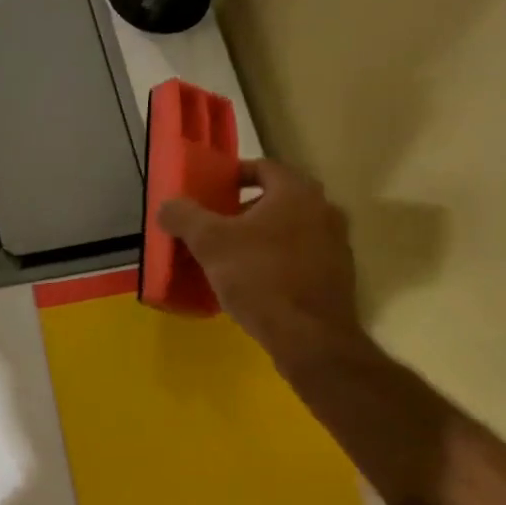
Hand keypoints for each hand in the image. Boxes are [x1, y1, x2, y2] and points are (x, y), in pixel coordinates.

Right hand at [159, 160, 449, 504]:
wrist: (309, 337)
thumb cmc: (260, 278)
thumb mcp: (210, 244)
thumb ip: (185, 217)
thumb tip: (167, 206)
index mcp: (296, 192)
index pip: (263, 167)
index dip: (234, 175)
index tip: (211, 191)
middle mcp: (324, 210)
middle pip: (277, 200)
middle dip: (243, 211)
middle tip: (215, 228)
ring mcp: (336, 244)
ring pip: (289, 231)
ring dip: (261, 238)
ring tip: (230, 259)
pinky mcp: (338, 277)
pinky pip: (300, 258)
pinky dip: (277, 262)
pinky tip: (255, 285)